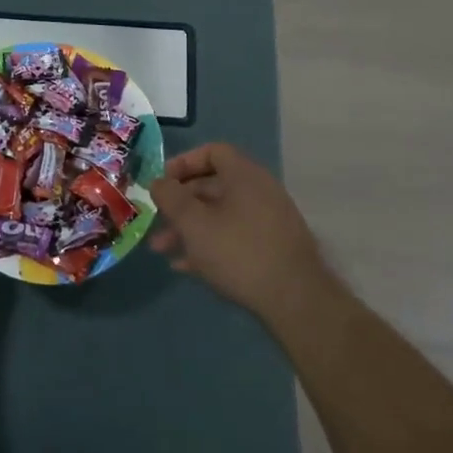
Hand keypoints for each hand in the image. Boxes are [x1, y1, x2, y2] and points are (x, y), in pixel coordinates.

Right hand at [149, 142, 329, 321]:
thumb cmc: (238, 252)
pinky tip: (186, 266)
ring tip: (162, 249)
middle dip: (180, 203)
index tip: (163, 183)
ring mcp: (268, 220)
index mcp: (244, 175)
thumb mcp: (194, 224)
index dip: (184, 162)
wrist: (296, 300)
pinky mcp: (272, 247)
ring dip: (189, 228)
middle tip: (156, 220)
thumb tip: (158, 182)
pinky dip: (209, 244)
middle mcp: (259, 191)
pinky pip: (234, 235)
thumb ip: (171, 198)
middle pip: (213, 185)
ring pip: (220, 214)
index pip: (213, 152)